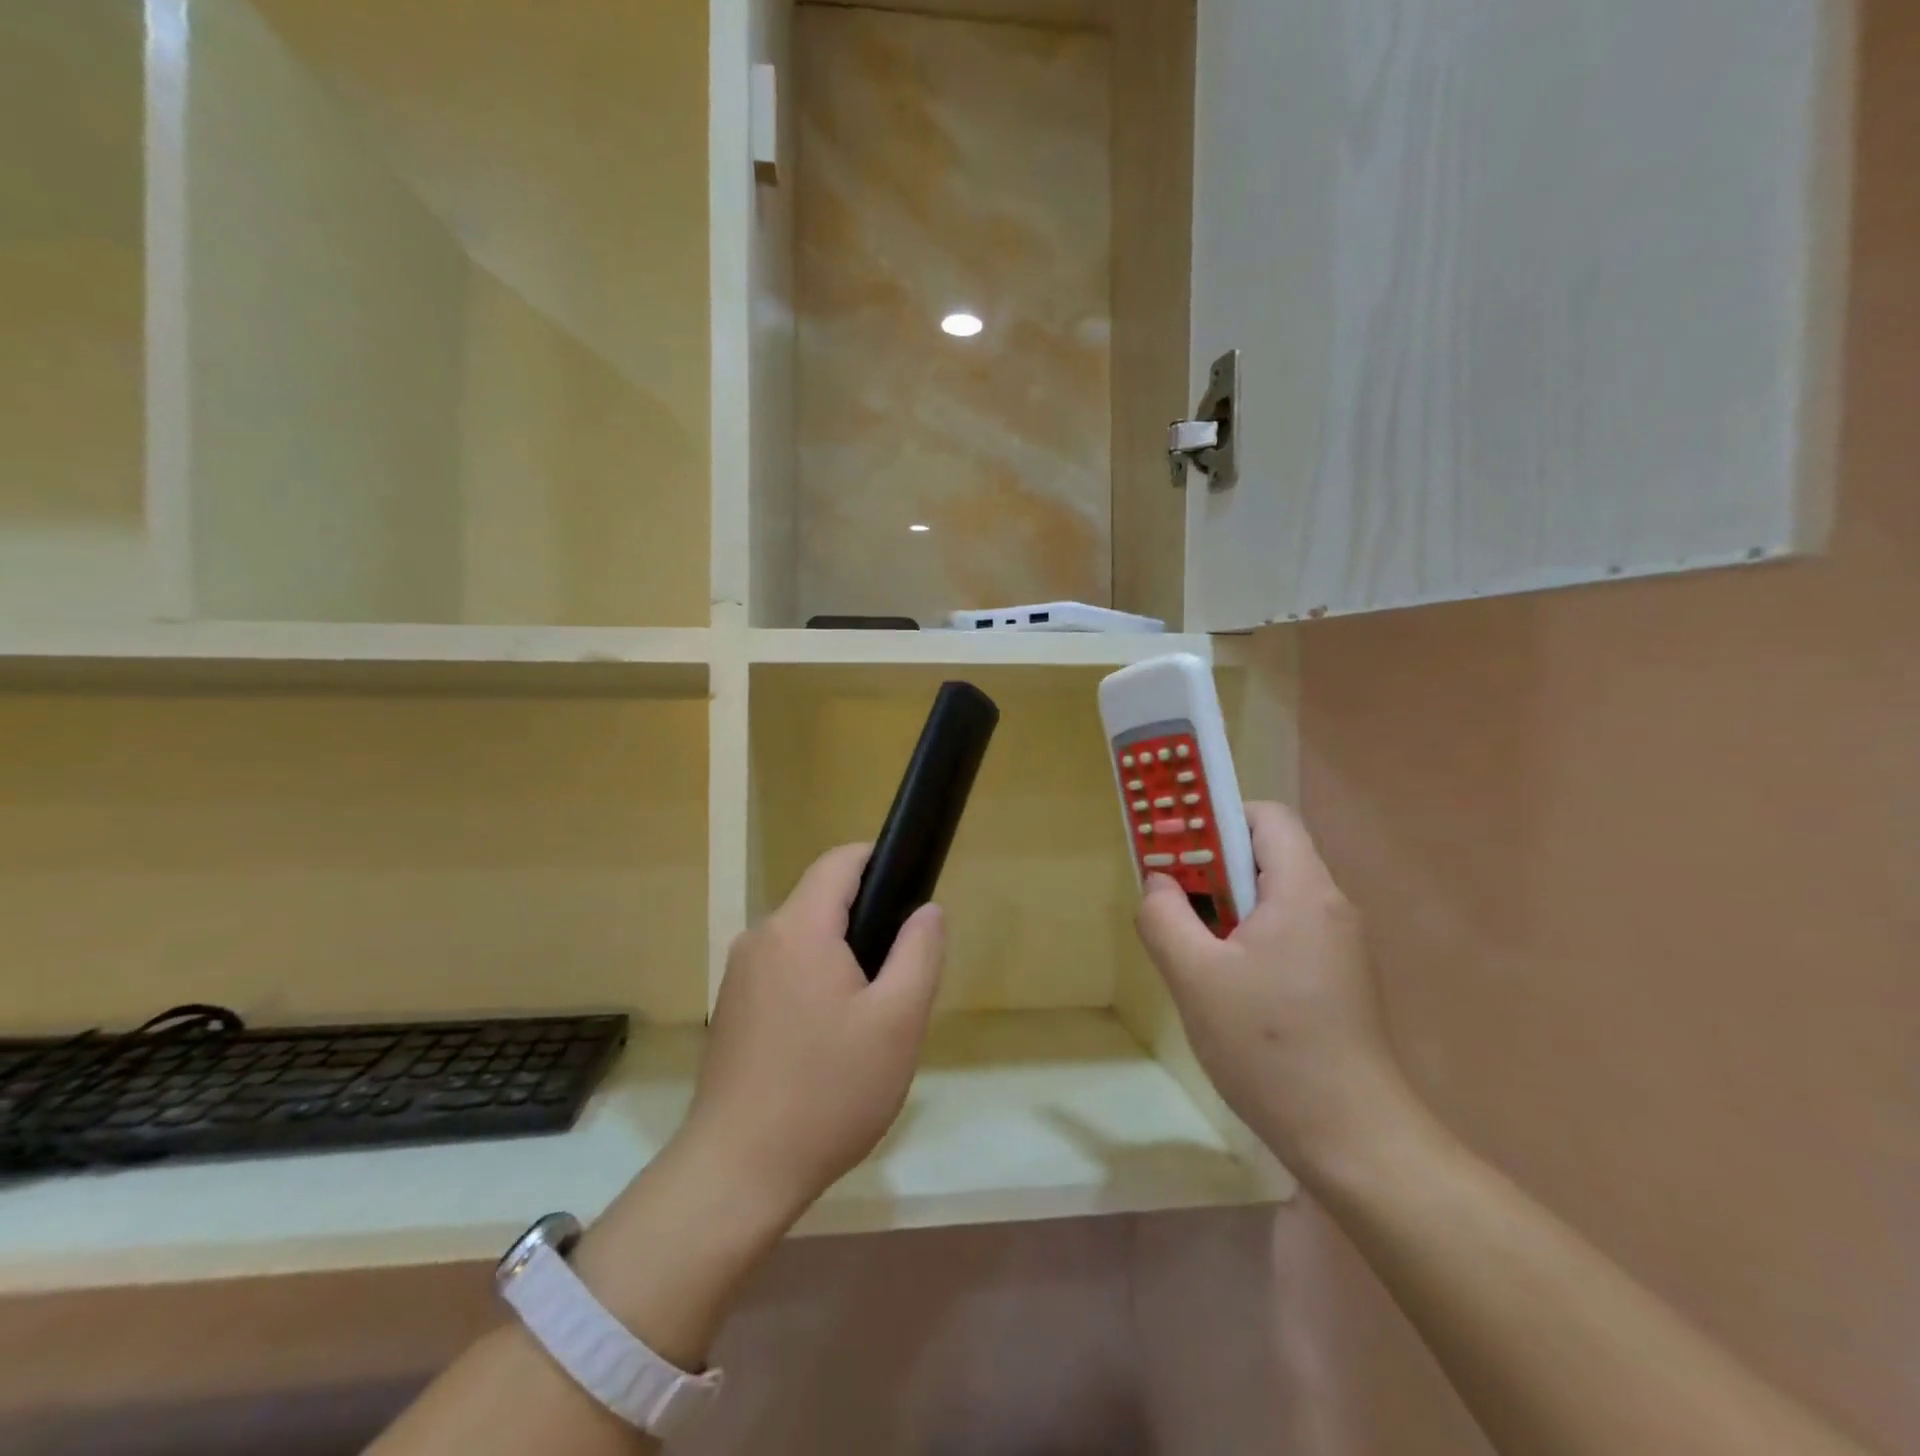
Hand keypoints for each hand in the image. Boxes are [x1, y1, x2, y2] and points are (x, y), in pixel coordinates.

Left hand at [678, 844, 945, 1223]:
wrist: (737, 1173)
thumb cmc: (828, 1092)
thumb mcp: (897, 1022)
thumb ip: (919, 952)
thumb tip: (927, 909)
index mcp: (799, 928)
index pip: (840, 861)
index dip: (880, 861)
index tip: (912, 891)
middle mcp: (761, 937)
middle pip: (823, 902)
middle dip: (867, 924)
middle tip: (900, 981)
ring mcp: (740, 974)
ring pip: (805, 940)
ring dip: (843, 960)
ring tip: (869, 1021)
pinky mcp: (732, 1008)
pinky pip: (785, 971)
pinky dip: (815, 984)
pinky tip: (830, 1043)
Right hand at [1136, 802, 1418, 1182]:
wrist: (1353, 1140)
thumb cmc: (1269, 1048)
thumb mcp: (1195, 978)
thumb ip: (1164, 917)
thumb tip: (1159, 881)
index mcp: (1303, 892)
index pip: (1266, 817)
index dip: (1218, 818)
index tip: (1177, 847)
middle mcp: (1330, 906)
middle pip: (1268, 854)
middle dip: (1213, 865)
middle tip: (1171, 895)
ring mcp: (1339, 945)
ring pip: (1274, 896)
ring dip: (1227, 905)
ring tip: (1190, 943)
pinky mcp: (1338, 978)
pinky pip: (1286, 930)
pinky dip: (1248, 935)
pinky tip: (1224, 982)